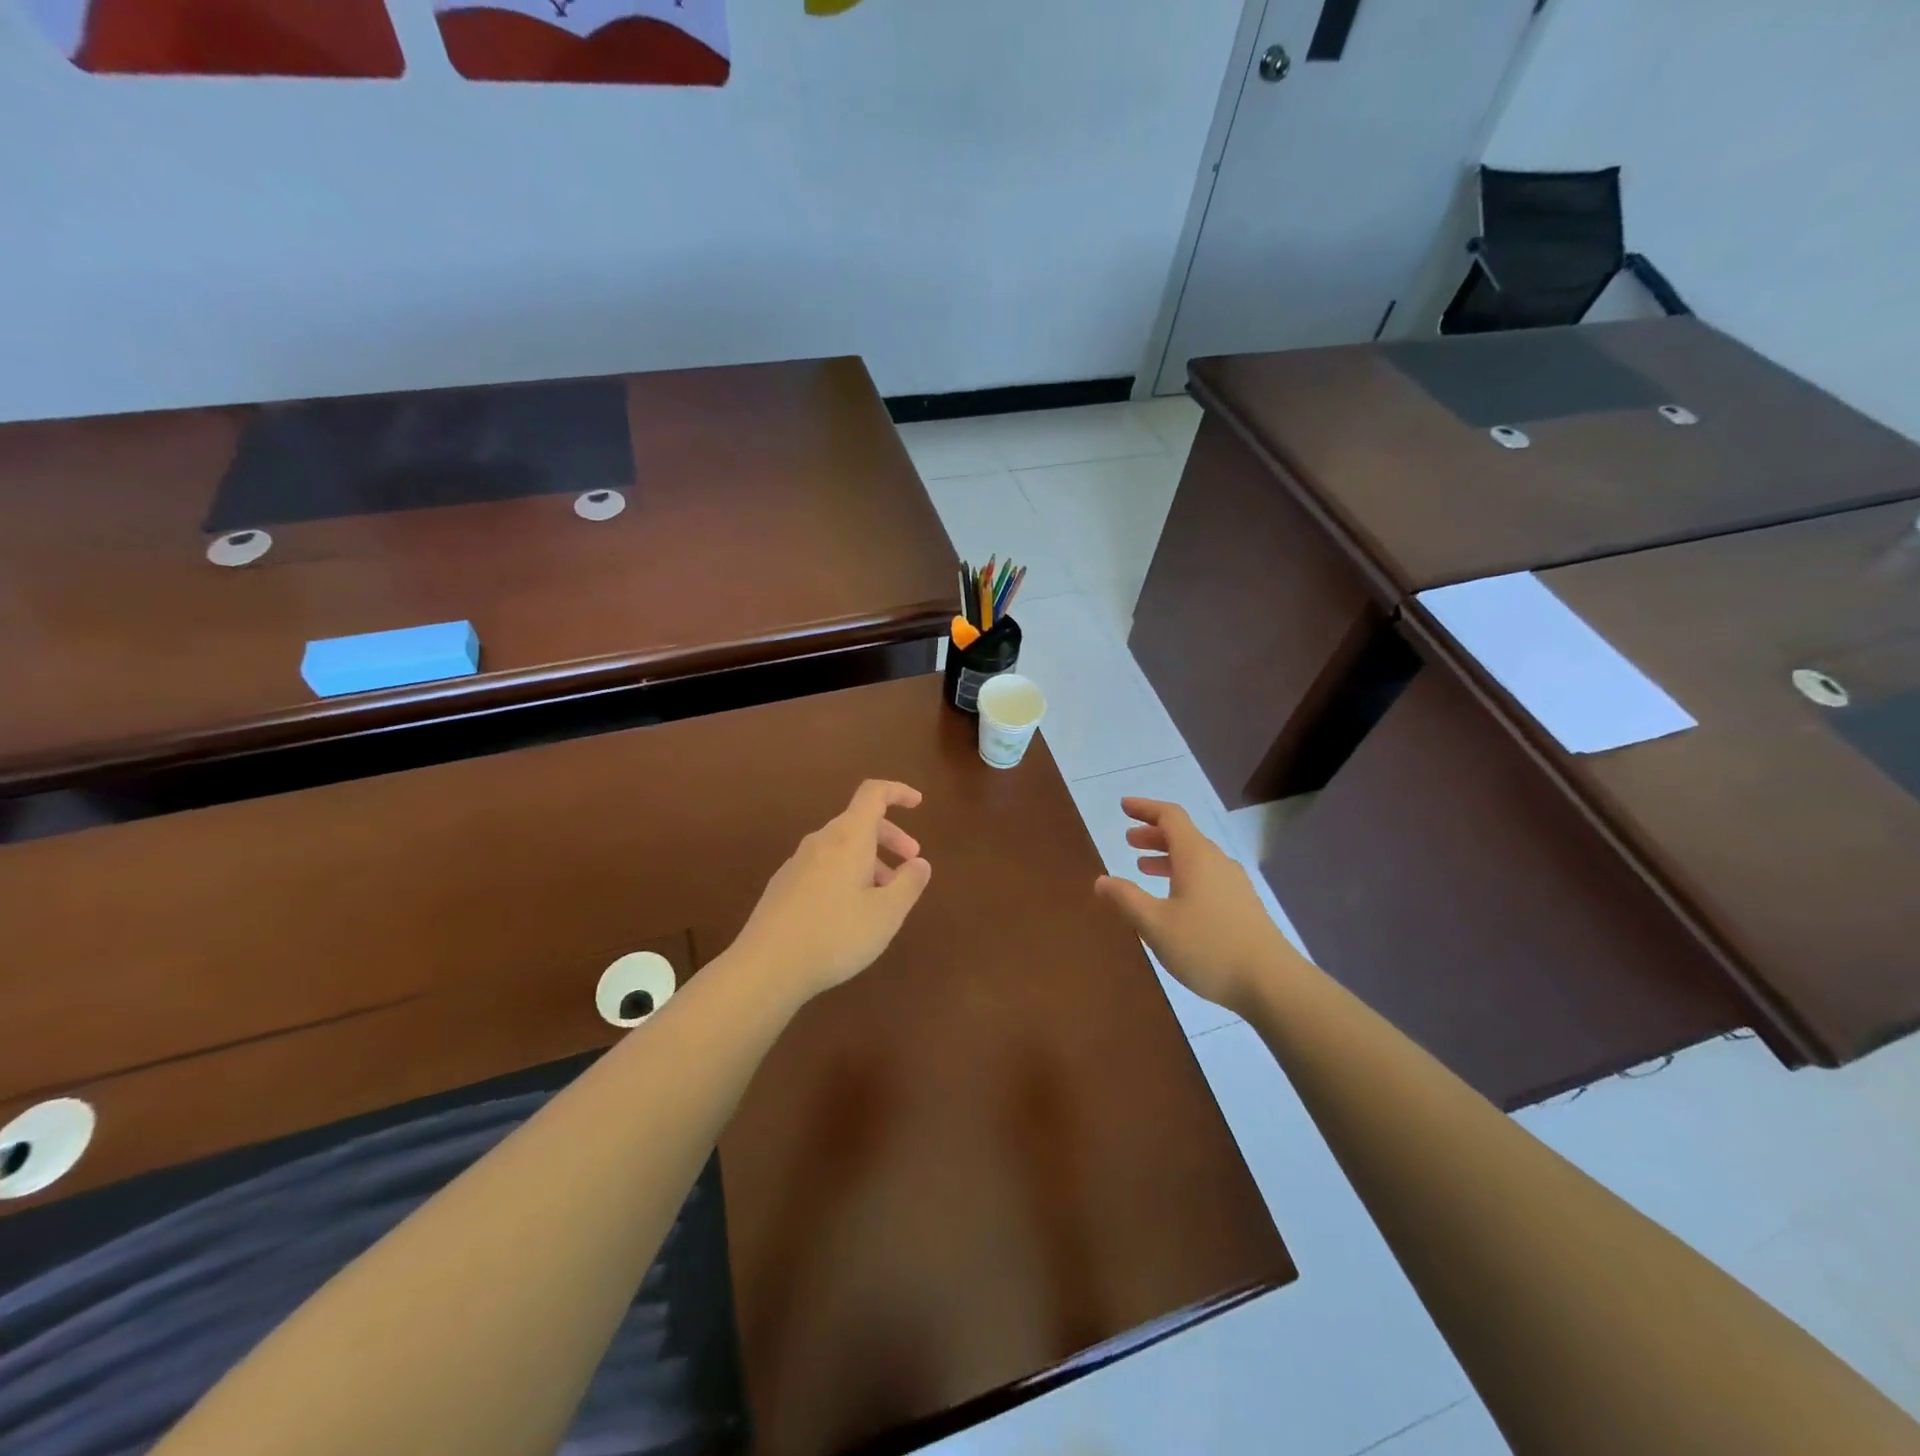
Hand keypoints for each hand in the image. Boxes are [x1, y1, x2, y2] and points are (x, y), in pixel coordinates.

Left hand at [729, 780, 932, 1004]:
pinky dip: (847, 875)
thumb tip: (920, 862)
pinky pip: (824, 866)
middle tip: (911, 862)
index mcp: (848, 838)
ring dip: (870, 861)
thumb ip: (909, 883)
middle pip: (859, 822)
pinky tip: (851, 912)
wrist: (766, 967)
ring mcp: (797, 863)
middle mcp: (820, 842)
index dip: (898, 792)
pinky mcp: (783, 886)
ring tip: (885, 896)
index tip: (918, 803)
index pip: (873, 794)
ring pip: (841, 848)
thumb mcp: (886, 914)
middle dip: (890, 837)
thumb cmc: (835, 935)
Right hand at [1094, 798, 1298, 1013]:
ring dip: (1167, 856)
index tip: (1123, 807)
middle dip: (1153, 834)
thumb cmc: (1207, 946)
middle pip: (1183, 835)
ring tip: (1143, 866)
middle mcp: (1216, 862)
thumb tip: (1101, 880)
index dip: (1145, 808)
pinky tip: (1174, 898)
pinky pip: (1206, 875)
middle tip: (1128, 840)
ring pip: (1195, 857)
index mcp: (1196, 856)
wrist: (1271, 982)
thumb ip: (1127, 899)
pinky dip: (1183, 874)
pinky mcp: (1242, 905)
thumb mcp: (1155, 924)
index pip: (1170, 817)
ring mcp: (1233, 883)